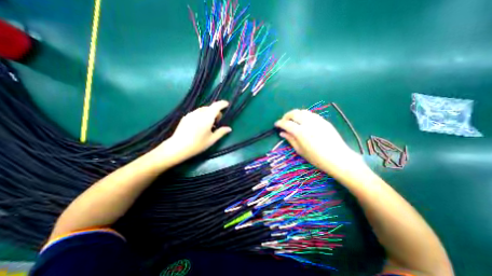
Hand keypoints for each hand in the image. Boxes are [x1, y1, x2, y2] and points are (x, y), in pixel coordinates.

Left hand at [154, 102, 231, 162]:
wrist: (177, 147)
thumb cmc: (197, 144)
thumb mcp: (212, 140)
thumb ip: (221, 132)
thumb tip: (229, 129)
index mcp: (207, 117)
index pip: (216, 106)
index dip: (222, 104)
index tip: (227, 105)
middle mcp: (199, 113)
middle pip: (210, 107)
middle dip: (216, 112)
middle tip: (217, 122)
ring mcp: (191, 114)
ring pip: (203, 110)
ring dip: (209, 113)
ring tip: (209, 124)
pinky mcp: (186, 117)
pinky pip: (197, 112)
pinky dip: (202, 115)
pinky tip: (200, 125)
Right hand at [276, 109, 362, 177]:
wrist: (338, 158)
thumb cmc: (317, 158)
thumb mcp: (300, 151)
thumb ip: (290, 139)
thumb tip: (282, 133)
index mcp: (301, 132)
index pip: (286, 123)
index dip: (279, 123)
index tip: (276, 124)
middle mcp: (308, 123)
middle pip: (294, 113)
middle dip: (286, 116)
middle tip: (284, 121)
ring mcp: (317, 120)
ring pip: (303, 111)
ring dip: (295, 114)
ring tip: (293, 121)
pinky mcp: (324, 121)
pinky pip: (311, 114)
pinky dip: (304, 115)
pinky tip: (304, 122)